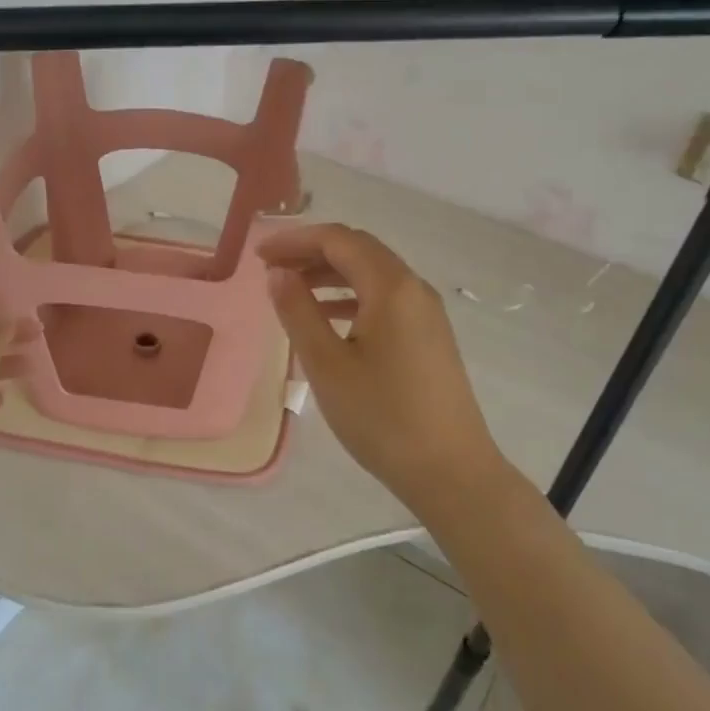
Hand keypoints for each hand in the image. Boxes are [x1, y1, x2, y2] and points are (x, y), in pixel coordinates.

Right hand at [260, 223, 510, 520]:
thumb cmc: (381, 417)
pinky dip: (351, 297)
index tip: (259, 255)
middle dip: (312, 252)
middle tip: (271, 269)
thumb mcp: (326, 365)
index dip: (295, 240)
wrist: (450, 470)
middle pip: (359, 251)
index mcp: (391, 287)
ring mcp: (427, 313)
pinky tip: (328, 318)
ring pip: (373, 275)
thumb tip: (279, 274)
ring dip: (330, 274)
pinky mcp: (430, 337)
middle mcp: (414, 289)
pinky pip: (385, 299)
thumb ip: (298, 311)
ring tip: (291, 290)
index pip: (338, 240)